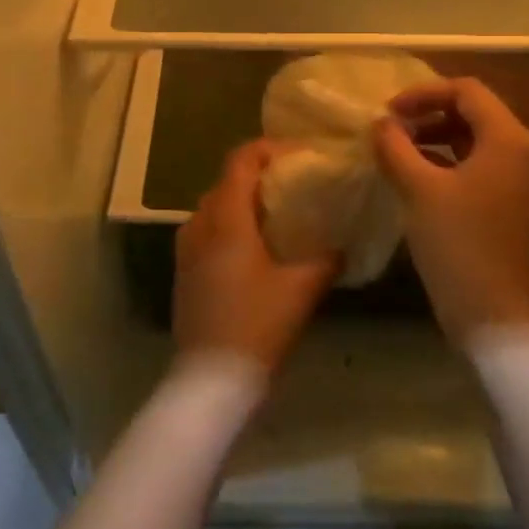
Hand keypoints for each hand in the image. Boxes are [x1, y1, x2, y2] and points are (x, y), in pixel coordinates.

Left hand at [175, 141, 339, 374]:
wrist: (211, 379)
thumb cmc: (258, 325)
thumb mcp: (301, 290)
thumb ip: (326, 260)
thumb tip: (344, 246)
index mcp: (227, 219)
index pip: (241, 161)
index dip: (269, 149)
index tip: (299, 155)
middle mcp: (200, 225)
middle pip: (226, 182)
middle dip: (258, 176)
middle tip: (293, 185)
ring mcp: (186, 250)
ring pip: (214, 208)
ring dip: (242, 203)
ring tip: (276, 215)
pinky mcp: (184, 273)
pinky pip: (206, 232)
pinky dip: (229, 226)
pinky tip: (254, 249)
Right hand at [373, 77, 528, 346]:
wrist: (491, 311)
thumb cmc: (456, 242)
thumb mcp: (418, 188)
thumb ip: (395, 146)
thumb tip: (380, 123)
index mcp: (508, 138)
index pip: (466, 91)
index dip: (424, 93)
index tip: (388, 112)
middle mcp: (523, 150)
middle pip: (474, 111)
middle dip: (429, 112)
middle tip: (391, 128)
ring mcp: (520, 177)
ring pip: (475, 137)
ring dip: (436, 135)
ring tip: (398, 148)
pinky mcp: (512, 200)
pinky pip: (479, 162)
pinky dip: (447, 158)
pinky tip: (416, 172)